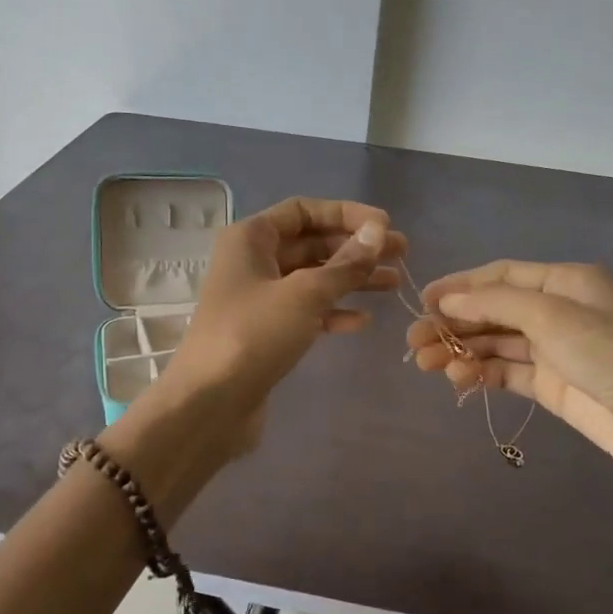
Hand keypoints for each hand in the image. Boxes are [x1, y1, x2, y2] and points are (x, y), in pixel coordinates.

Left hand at [164, 197, 406, 422]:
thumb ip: (345, 263)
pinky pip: (306, 311)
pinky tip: (362, 321)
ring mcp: (258, 299)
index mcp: (251, 238)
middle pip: (311, 243)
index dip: (346, 214)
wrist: (210, 403)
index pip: (303, 210)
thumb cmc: (254, 335)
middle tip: (402, 255)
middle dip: (355, 248)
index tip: (385, 227)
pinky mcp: (266, 332)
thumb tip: (378, 232)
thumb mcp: (305, 293)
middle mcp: (252, 262)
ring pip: (313, 279)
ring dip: (352, 279)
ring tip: (394, 284)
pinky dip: (333, 312)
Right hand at [406, 260, 612, 485]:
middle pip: (493, 311)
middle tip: (414, 342)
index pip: (501, 276)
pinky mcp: (551, 385)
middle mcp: (557, 311)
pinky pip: (506, 373)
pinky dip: (481, 374)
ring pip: (495, 344)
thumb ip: (495, 304)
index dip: (460, 286)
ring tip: (427, 365)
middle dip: (453, 324)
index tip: (422, 302)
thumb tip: (446, 301)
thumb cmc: (609, 353)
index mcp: (563, 282)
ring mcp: (554, 350)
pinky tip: (459, 380)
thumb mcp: (551, 316)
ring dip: (461, 351)